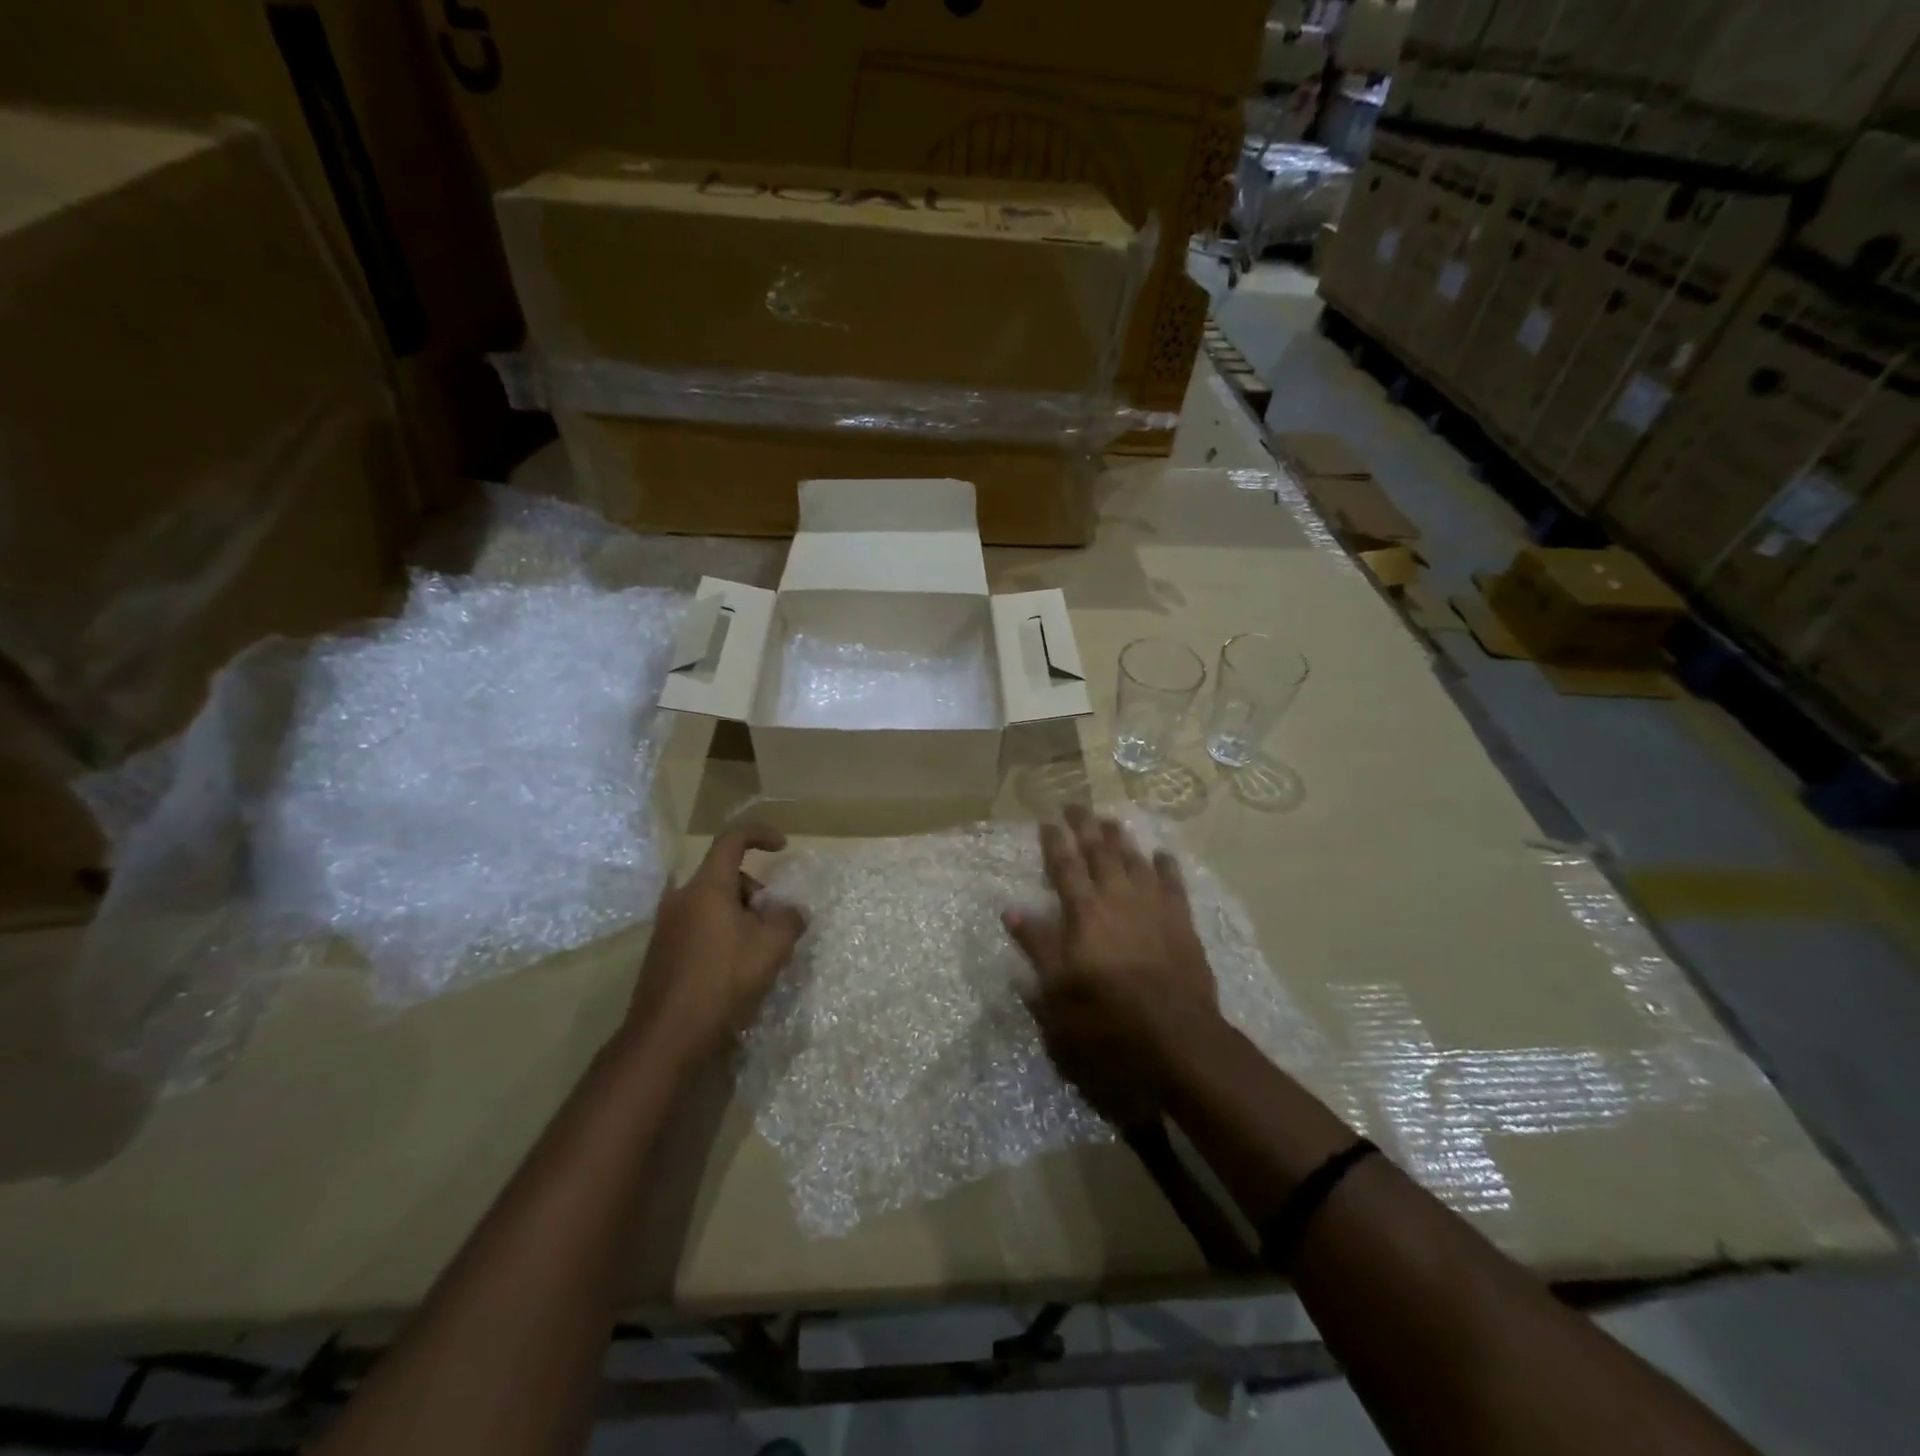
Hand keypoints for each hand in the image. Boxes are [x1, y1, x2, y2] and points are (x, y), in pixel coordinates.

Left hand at [622, 824, 806, 1067]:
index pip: (732, 840)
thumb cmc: (723, 980)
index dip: (760, 834)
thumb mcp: (772, 947)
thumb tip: (792, 912)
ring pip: (713, 905)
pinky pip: (700, 928)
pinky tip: (735, 970)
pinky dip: (722, 935)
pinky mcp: (662, 953)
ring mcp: (667, 926)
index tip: (783, 846)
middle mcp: (682, 898)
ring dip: (740, 917)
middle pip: (725, 877)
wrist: (666, 1037)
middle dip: (755, 892)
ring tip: (758, 952)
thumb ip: (789, 920)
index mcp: (707, 887)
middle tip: (774, 923)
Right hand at [1004, 807, 1219, 1124]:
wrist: (1176, 1037)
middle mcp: (1118, 897)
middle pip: (1100, 851)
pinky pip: (1173, 883)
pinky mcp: (1182, 922)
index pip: (1064, 866)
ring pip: (1135, 859)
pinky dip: (1166, 865)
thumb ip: (1038, 946)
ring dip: (1121, 838)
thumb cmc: (1106, 1018)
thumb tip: (1013, 911)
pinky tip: (1162, 854)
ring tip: (1111, 820)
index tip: (1047, 821)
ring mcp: (1154, 906)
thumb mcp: (1057, 990)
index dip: (1054, 841)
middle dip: (1086, 826)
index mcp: (1084, 911)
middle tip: (1076, 805)